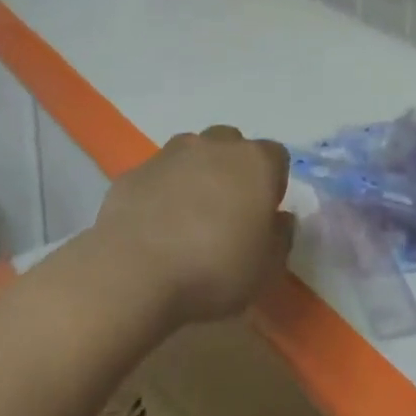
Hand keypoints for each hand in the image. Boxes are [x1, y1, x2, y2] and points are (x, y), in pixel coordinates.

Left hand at [91, 125, 294, 327]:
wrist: (134, 270)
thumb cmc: (214, 269)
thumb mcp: (266, 268)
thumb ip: (281, 237)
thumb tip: (280, 219)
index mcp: (254, 163)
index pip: (276, 157)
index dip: (272, 184)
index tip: (263, 215)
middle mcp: (214, 145)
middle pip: (232, 145)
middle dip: (233, 170)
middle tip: (227, 212)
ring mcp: (170, 153)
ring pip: (193, 152)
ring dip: (196, 174)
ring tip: (189, 216)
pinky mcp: (135, 170)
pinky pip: (158, 175)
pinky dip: (162, 191)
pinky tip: (155, 225)